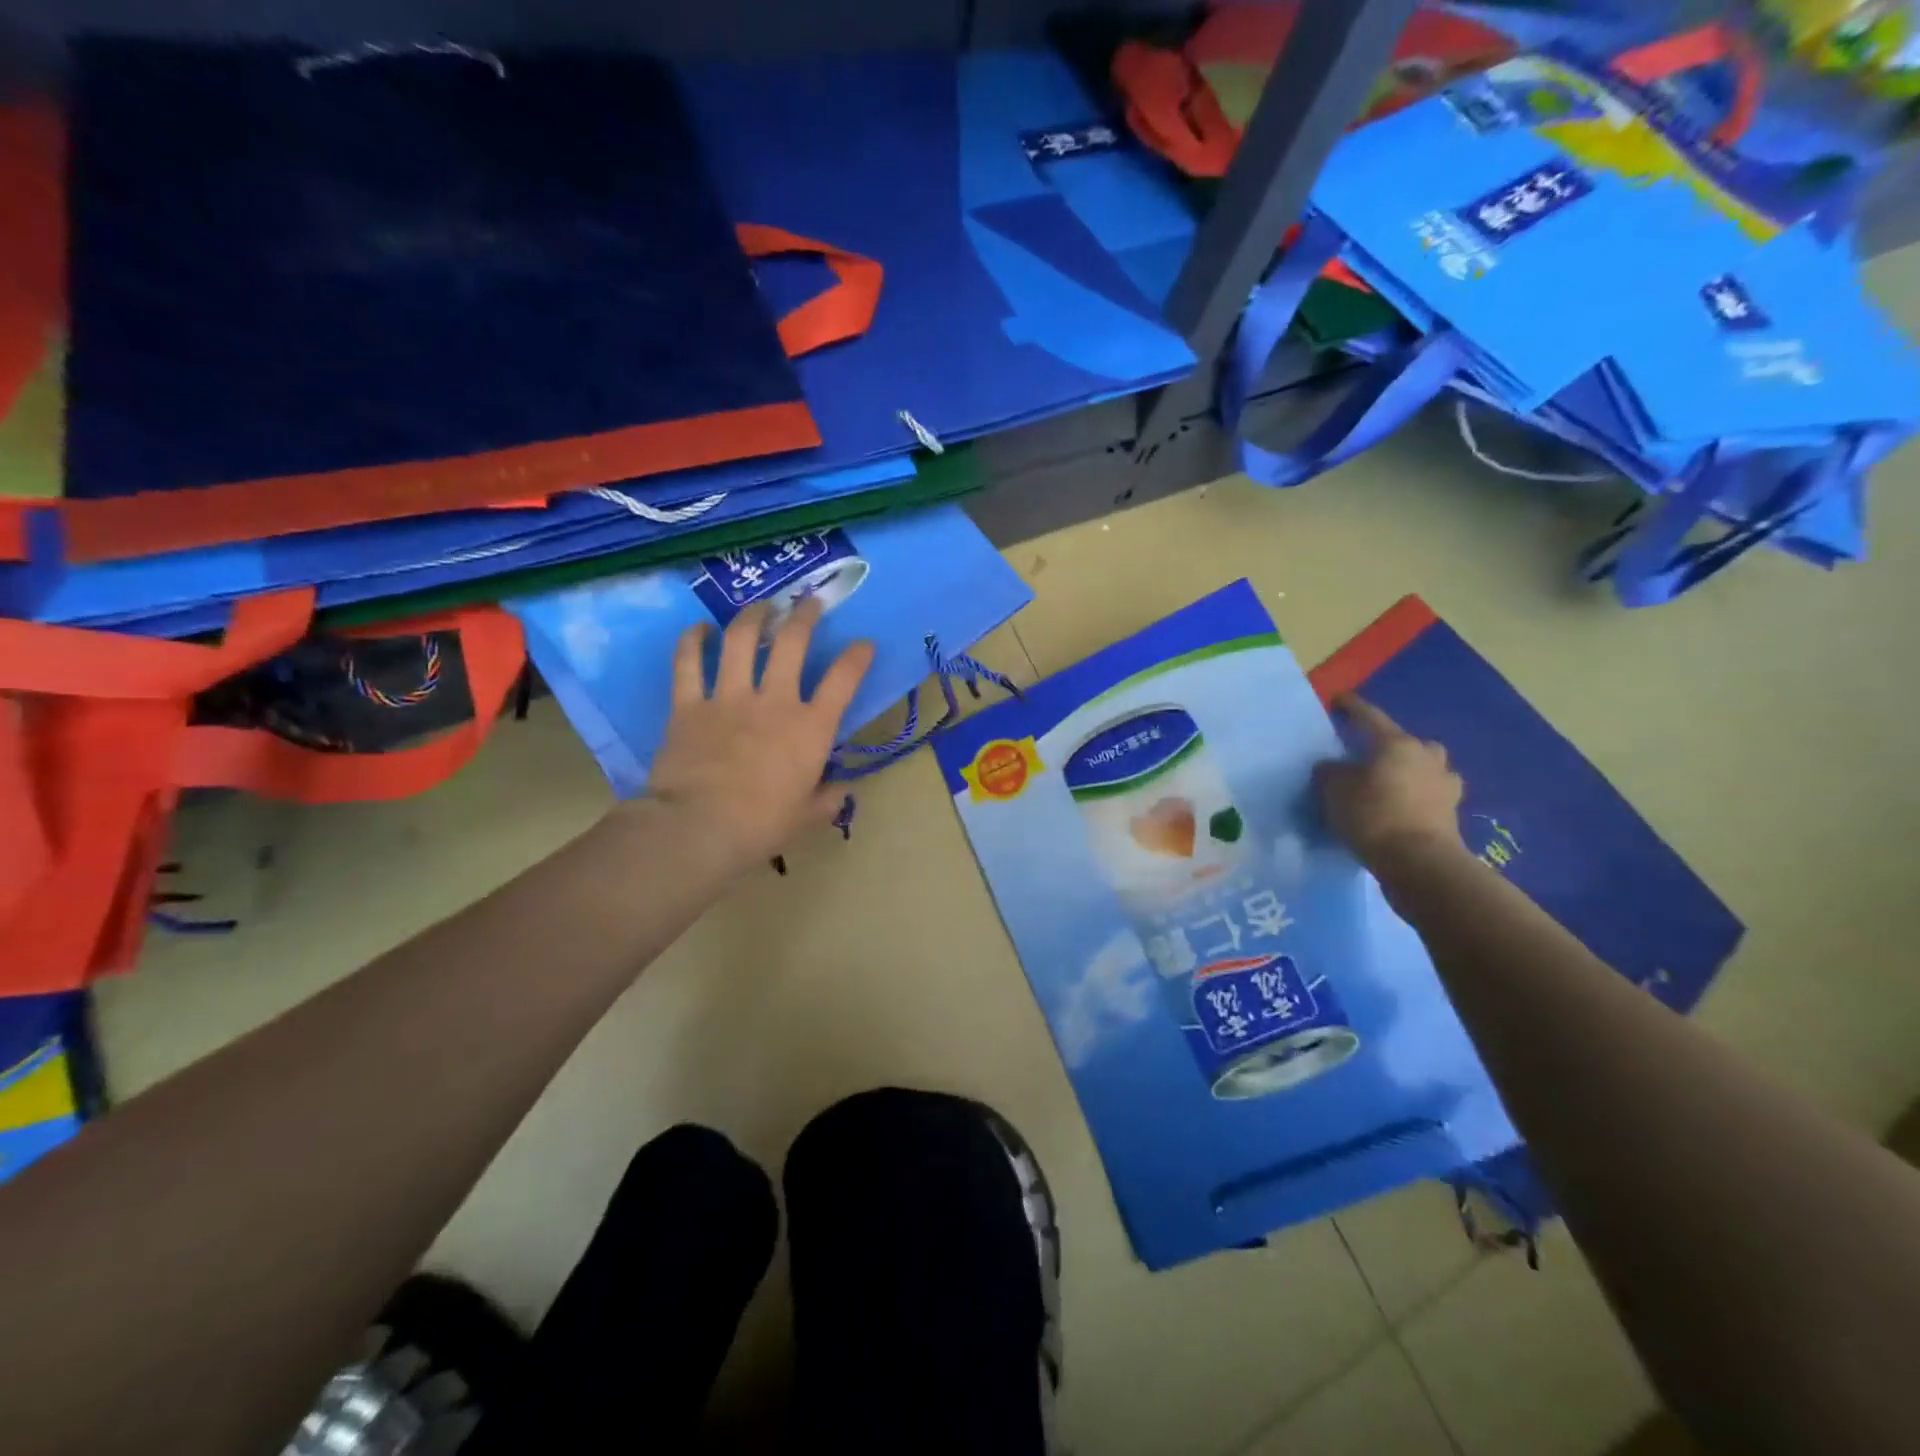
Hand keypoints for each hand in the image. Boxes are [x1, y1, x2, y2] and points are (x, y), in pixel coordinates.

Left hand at [641, 596, 872, 875]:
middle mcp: (774, 701)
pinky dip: (692, 641)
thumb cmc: (762, 826)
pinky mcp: (689, 704)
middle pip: (793, 642)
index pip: (843, 680)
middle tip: (809, 602)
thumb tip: (840, 789)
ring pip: (742, 640)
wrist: (700, 827)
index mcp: (811, 728)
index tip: (864, 644)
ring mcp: (729, 697)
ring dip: (754, 616)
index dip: (857, 657)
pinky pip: (688, 663)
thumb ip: (828, 798)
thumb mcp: (808, 817)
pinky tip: (699, 628)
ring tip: (761, 606)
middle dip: (805, 615)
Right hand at [1313, 695, 1466, 871]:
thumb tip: (1331, 766)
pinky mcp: (1452, 812)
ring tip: (1389, 784)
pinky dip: (1418, 796)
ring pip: (1424, 767)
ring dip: (1409, 771)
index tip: (1338, 699)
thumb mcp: (1334, 790)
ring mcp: (1445, 784)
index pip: (1369, 717)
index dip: (1351, 707)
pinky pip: (1430, 794)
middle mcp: (1426, 756)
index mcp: (1396, 743)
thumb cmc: (1372, 815)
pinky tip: (1403, 807)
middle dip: (1389, 745)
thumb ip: (1330, 772)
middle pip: (1405, 742)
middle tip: (1369, 756)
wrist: (1419, 862)